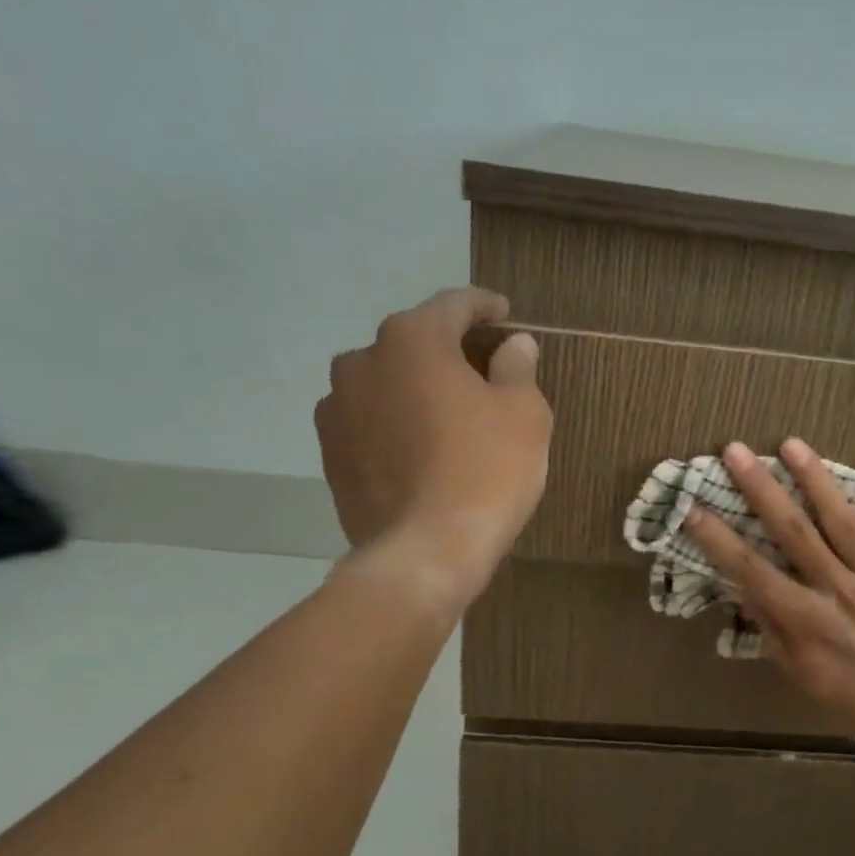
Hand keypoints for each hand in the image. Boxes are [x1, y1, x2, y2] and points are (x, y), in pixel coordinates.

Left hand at [315, 287, 551, 601]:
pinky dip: (395, 423)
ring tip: (447, 414)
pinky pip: (370, 421)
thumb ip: (517, 367)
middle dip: (449, 350)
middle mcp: (363, 361)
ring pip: (386, 382)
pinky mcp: (330, 453)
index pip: (453, 305)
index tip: (504, 314)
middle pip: (414, 341)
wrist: (426, 551)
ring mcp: (337, 409)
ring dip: (416, 387)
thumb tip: (514, 344)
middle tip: (482, 369)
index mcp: (412, 340)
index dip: (483, 306)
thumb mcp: (524, 413)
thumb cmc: (487, 471)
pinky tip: (419, 448)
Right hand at [684, 438, 854, 758]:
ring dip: (816, 480)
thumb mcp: (800, 676)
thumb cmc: (852, 701)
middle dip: (761, 489)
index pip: (753, 572)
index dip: (719, 540)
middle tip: (735, 450)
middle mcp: (839, 591)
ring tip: (792, 444)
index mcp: (807, 621)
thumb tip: (744, 588)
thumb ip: (773, 629)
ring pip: (843, 523)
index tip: (693, 507)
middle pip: (794, 532)